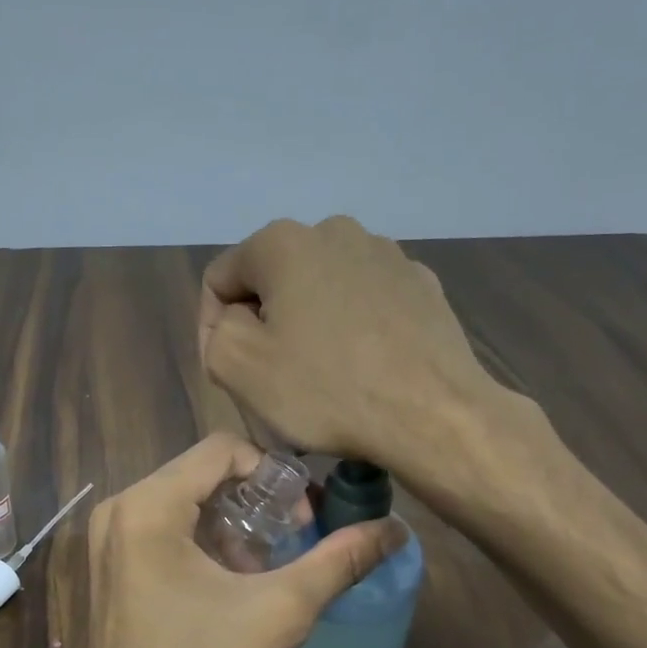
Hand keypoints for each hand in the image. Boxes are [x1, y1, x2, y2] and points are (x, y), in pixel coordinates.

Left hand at [75, 433, 405, 647]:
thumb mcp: (280, 612)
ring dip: (232, 523)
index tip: (303, 517)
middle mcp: (118, 511)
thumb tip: (396, 529)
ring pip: (184, 502)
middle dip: (256, 500)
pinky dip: (204, 542)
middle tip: (295, 537)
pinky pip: (163, 530)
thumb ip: (339, 561)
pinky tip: (232, 583)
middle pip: (201, 474)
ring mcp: (107, 542)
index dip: (274, 473)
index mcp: (146, 507)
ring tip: (268, 565)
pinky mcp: (109, 569)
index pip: (222, 449)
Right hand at [199, 216, 542, 480]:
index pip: (220, 279)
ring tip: (321, 376)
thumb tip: (234, 320)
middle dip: (264, 324)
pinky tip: (363, 368)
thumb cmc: (326, 390)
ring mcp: (386, 254)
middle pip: (272, 281)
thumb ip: (214, 331)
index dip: (213, 328)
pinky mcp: (421, 284)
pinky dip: (352, 329)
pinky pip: (365, 303)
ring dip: (308, 326)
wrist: (434, 415)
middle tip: (272, 377)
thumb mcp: (237, 365)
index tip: (230, 372)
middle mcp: (335, 231)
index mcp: (283, 242)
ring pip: (320, 291)